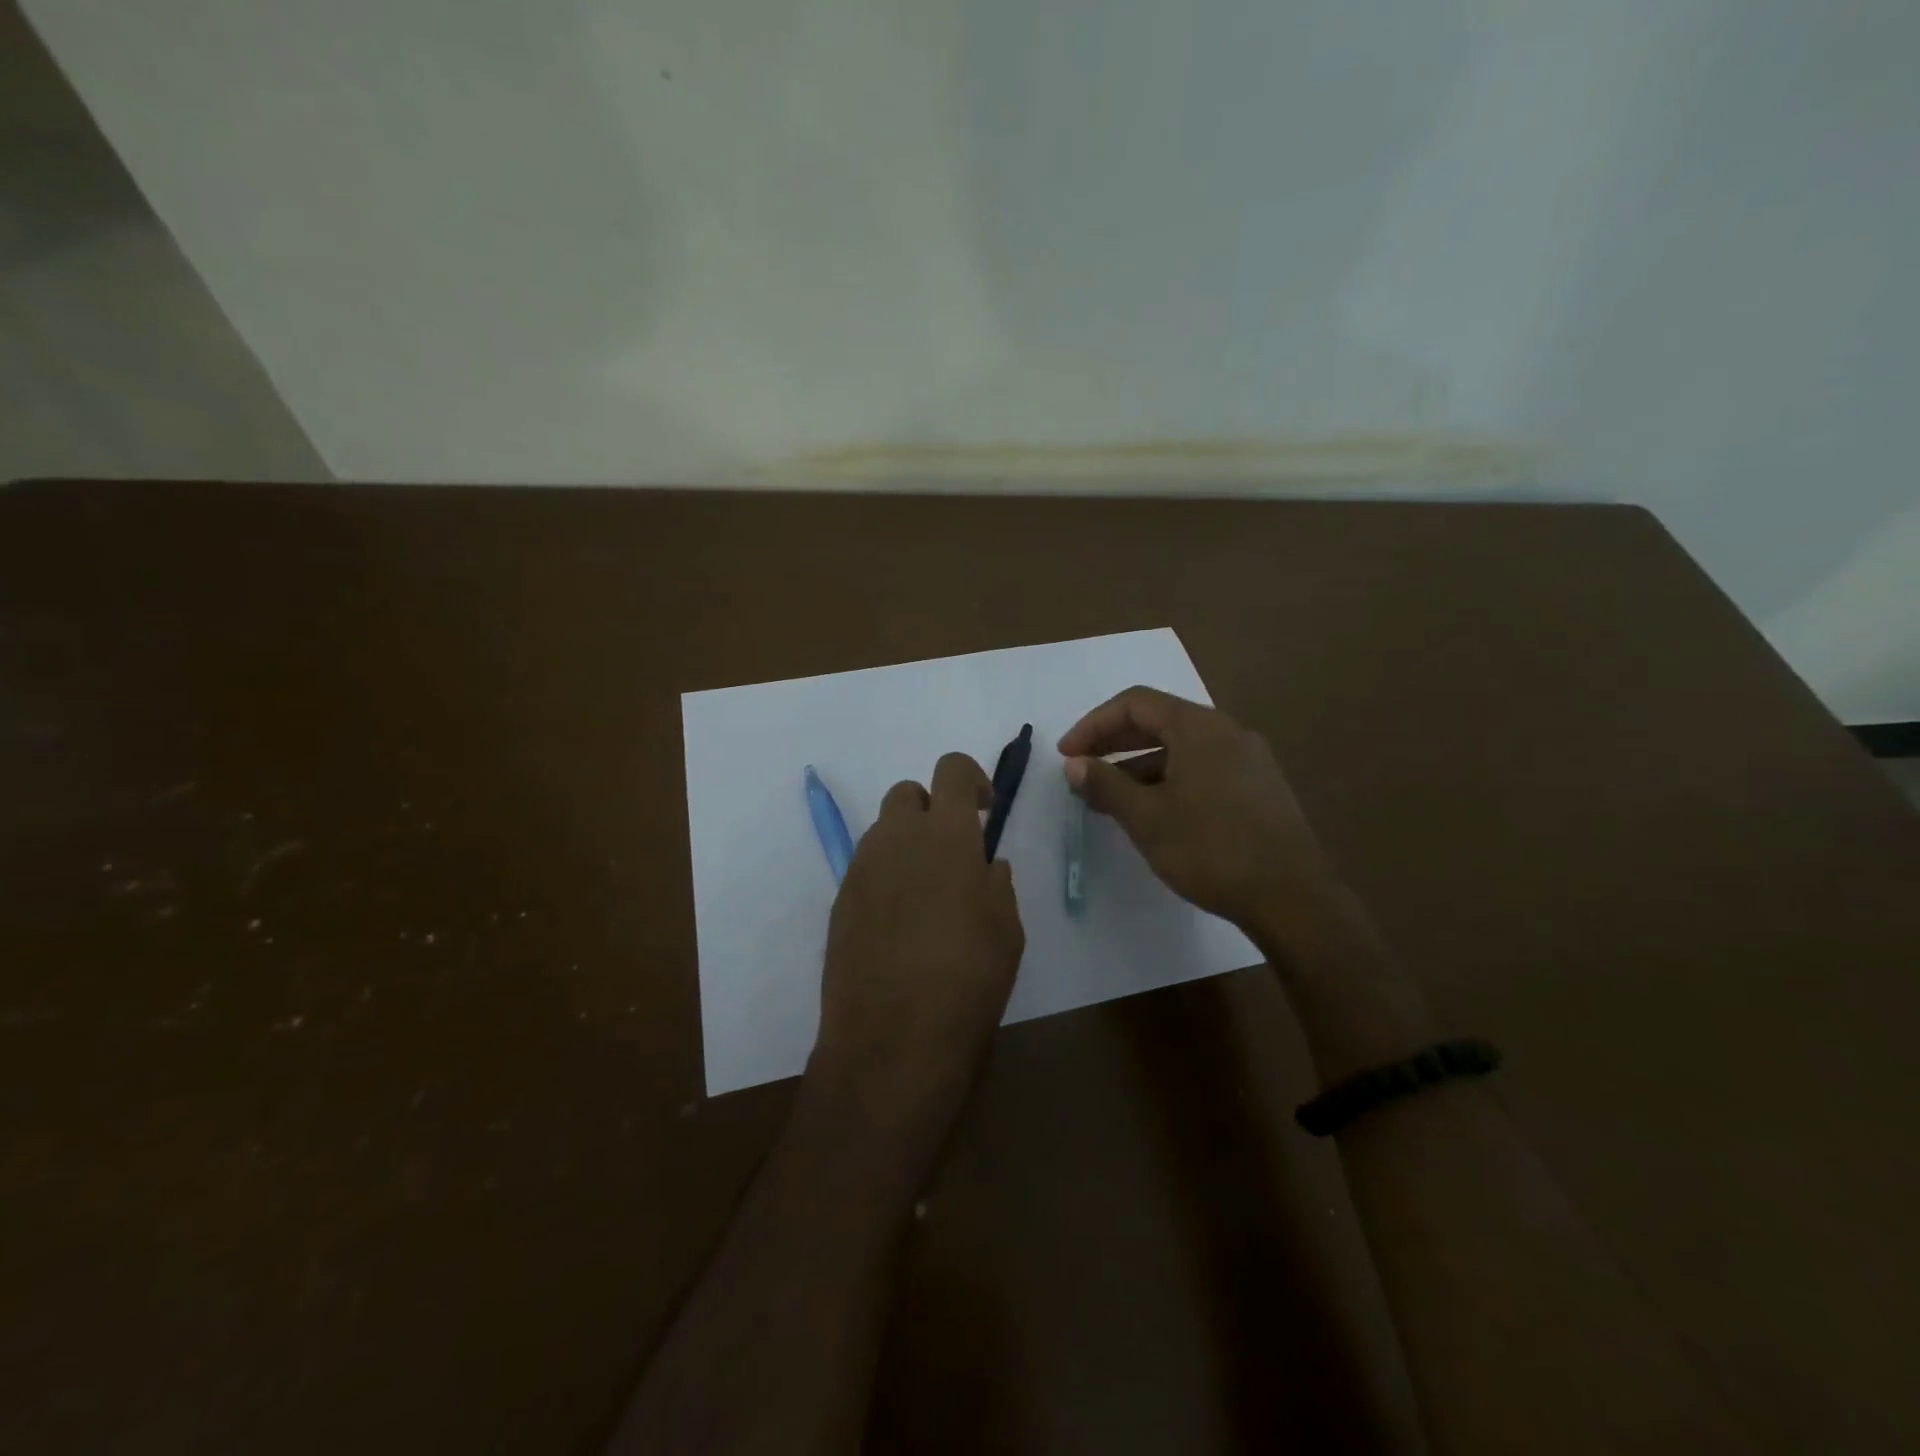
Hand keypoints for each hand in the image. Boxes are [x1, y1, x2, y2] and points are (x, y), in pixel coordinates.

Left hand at [811, 752, 1024, 1160]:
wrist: (892, 1041)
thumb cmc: (968, 980)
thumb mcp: (1006, 929)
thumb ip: (996, 884)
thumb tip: (985, 866)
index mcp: (945, 834)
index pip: (951, 769)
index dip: (970, 778)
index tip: (983, 811)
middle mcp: (896, 838)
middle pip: (907, 793)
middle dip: (931, 809)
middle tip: (953, 853)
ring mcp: (860, 869)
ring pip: (883, 832)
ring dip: (907, 844)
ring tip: (927, 896)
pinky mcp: (839, 902)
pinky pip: (866, 870)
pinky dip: (885, 878)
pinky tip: (900, 925)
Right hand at [1059, 687, 1337, 932]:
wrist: (1293, 898)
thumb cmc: (1211, 850)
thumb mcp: (1147, 818)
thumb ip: (1106, 784)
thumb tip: (1074, 764)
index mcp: (1200, 728)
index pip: (1135, 703)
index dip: (1094, 724)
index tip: (1067, 755)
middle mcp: (1227, 732)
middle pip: (1159, 720)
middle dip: (1114, 742)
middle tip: (1081, 769)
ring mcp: (1248, 759)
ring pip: (1181, 748)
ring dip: (1139, 765)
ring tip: (1110, 797)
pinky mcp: (1259, 787)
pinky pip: (1202, 768)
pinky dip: (1169, 779)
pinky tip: (1154, 811)